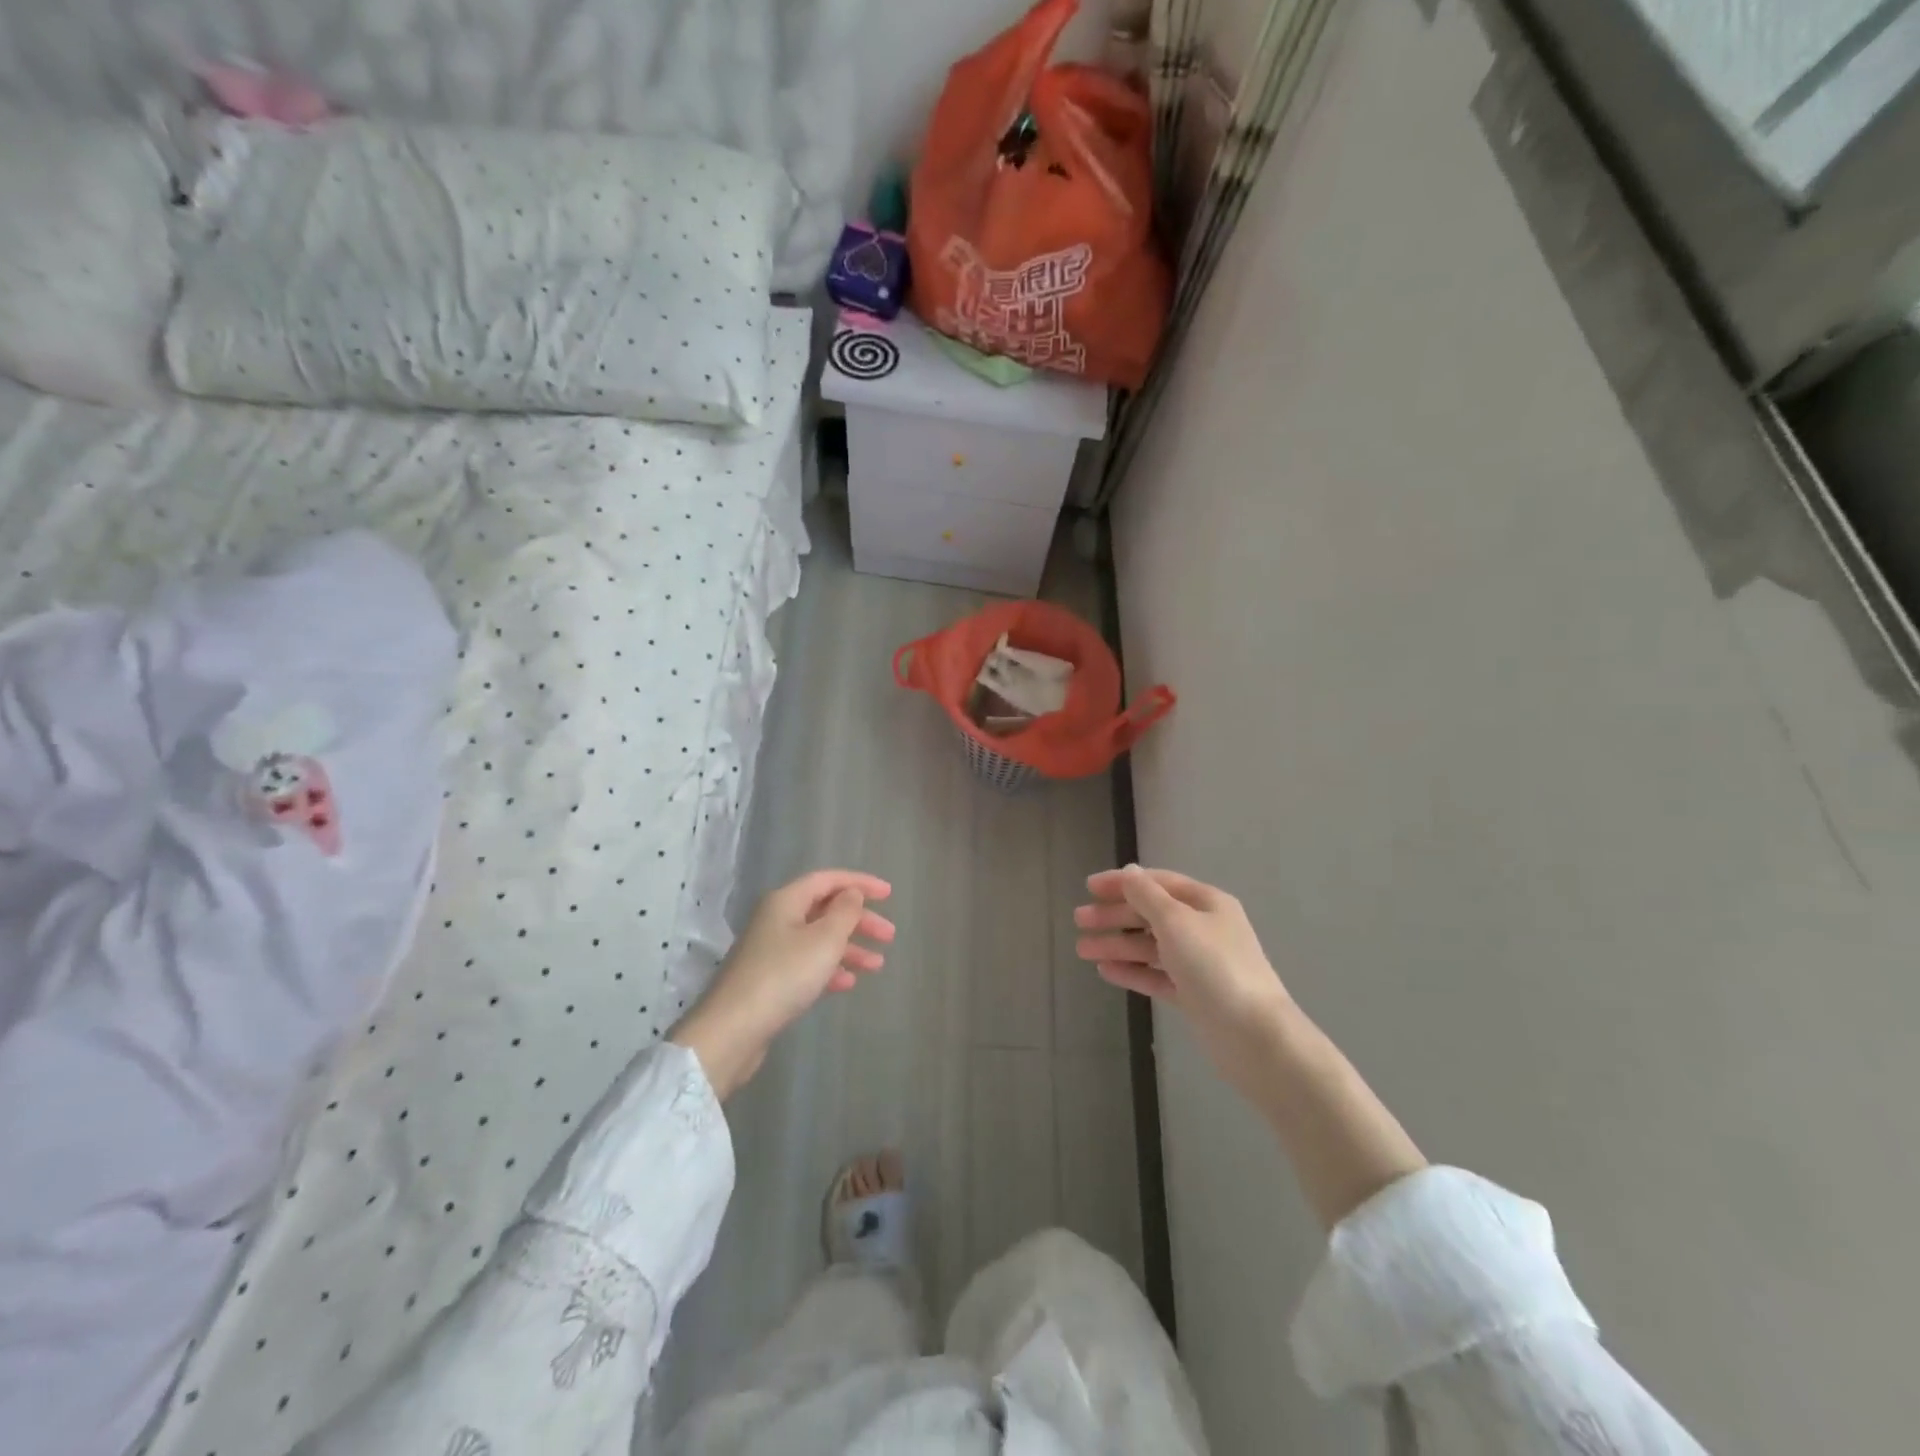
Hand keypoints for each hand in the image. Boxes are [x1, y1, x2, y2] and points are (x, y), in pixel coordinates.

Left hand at [671, 870, 895, 1098]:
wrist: (733, 1030)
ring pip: (818, 939)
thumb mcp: (824, 940)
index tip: (889, 895)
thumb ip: (845, 911)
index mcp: (786, 901)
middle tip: (889, 936)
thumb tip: (851, 893)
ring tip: (877, 965)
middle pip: (825, 910)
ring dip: (849, 948)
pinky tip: (848, 983)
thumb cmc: (784, 976)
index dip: (860, 883)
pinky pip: (807, 964)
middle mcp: (777, 920)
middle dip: (859, 920)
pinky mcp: (769, 980)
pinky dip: (830, 969)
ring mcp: (771, 950)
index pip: (828, 880)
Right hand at [1075, 866, 1296, 1101]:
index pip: (1158, 882)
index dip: (1122, 882)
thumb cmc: (1214, 967)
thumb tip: (1129, 872)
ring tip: (1082, 950)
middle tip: (1079, 920)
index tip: (1088, 887)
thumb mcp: (1176, 921)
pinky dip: (1132, 970)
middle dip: (1115, 915)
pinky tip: (1106, 971)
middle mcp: (1204, 928)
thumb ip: (1147, 895)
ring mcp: (1200, 964)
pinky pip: (1156, 975)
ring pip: (1150, 946)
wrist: (1254, 1036)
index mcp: (1206, 903)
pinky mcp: (1194, 995)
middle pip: (1151, 914)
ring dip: (1117, 944)